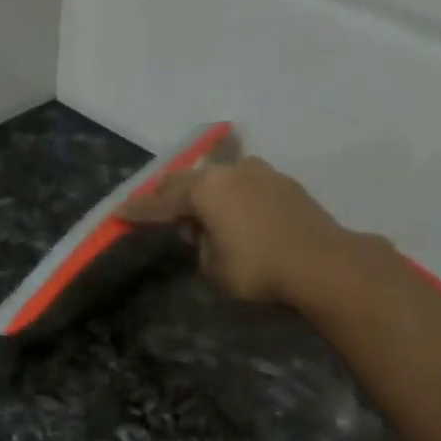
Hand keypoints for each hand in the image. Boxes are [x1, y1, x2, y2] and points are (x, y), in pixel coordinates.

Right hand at [124, 154, 385, 306]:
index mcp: (205, 190)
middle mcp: (230, 171)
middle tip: (155, 207)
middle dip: (169, 194)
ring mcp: (261, 172)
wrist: (321, 262)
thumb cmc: (257, 269)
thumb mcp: (213, 267)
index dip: (138, 211)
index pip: (161, 202)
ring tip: (198, 210)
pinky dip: (230, 195)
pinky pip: (243, 184)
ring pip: (219, 176)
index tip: (118, 213)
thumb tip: (204, 230)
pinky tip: (232, 211)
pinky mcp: (284, 183)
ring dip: (203, 191)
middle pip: (188, 179)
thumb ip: (200, 245)